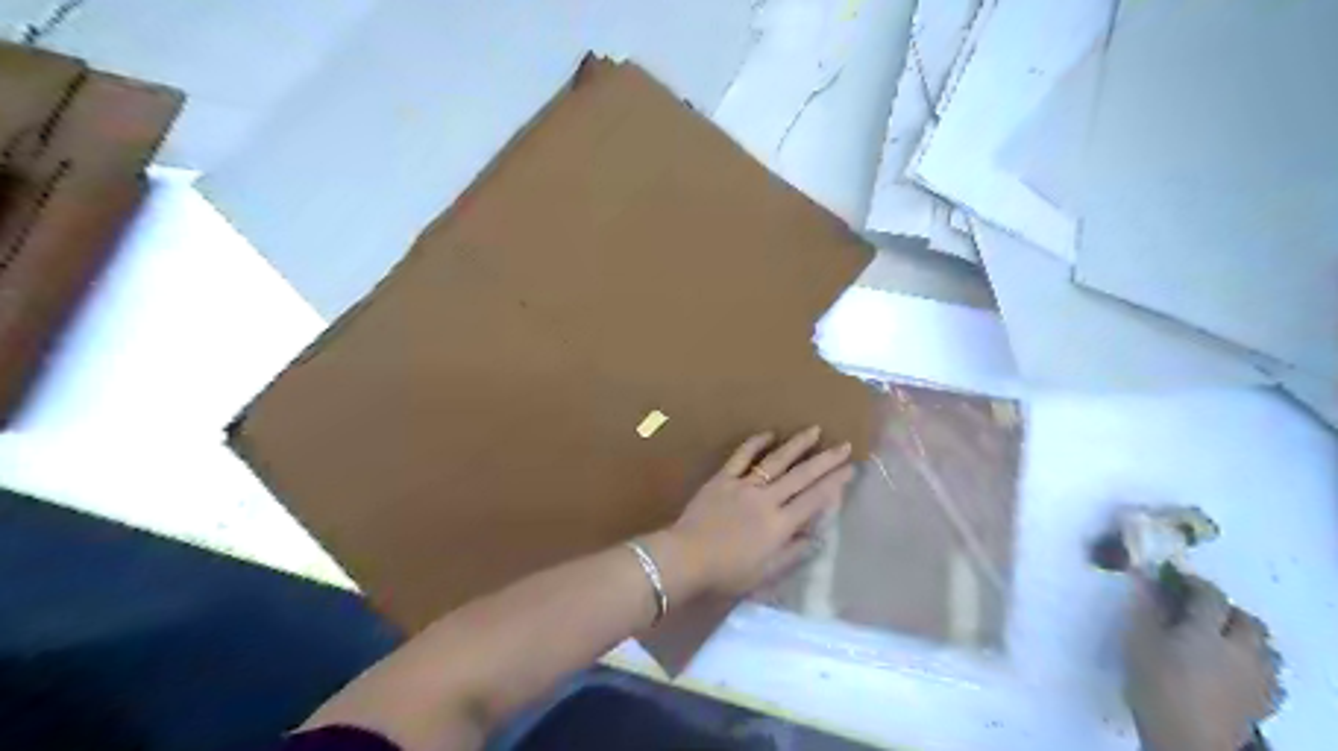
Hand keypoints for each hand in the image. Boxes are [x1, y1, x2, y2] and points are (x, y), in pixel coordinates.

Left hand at [656, 429, 857, 596]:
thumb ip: (793, 553)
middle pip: (801, 476)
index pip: (814, 500)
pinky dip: (755, 443)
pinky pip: (741, 457)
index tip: (850, 469)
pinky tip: (769, 433)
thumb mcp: (766, 574)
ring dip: (797, 445)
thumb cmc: (727, 573)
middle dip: (825, 460)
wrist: (686, 558)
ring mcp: (744, 486)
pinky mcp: (723, 479)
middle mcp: (767, 500)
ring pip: (776, 461)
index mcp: (780, 525)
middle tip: (844, 445)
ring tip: (815, 430)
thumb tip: (818, 536)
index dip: (835, 483)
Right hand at [1120, 571, 1277, 748]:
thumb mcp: (1138, 642)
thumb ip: (1146, 609)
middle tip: (1198, 610)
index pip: (1210, 596)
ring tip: (1220, 639)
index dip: (1195, 583)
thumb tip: (1147, 578)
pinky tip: (1237, 670)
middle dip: (1226, 610)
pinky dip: (1255, 664)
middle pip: (1246, 620)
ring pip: (1264, 646)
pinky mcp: (1264, 701)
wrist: (1186, 739)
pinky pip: (1270, 674)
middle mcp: (1240, 649)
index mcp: (1206, 631)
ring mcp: (1258, 677)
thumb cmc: (1154, 684)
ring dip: (1245, 636)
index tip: (1177, 579)